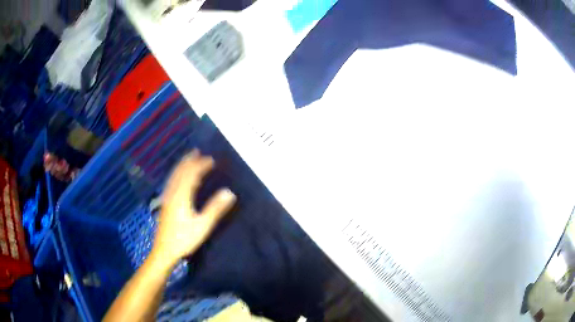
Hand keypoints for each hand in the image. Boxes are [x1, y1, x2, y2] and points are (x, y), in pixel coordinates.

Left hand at [151, 150, 235, 266]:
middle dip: (189, 161)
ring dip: (182, 165)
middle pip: (180, 172)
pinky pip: (171, 182)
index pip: (192, 175)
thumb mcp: (203, 226)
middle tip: (198, 152)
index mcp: (182, 196)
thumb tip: (229, 192)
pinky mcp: (165, 203)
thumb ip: (215, 208)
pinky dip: (176, 174)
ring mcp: (167, 198)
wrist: (165, 250)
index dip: (201, 165)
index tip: (212, 159)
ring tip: (188, 158)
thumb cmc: (184, 239)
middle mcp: (172, 193)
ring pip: (174, 176)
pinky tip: (177, 177)